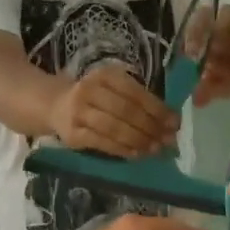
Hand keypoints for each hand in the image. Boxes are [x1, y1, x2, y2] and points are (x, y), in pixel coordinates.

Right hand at [46, 65, 178, 156]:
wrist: (55, 105)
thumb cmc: (95, 98)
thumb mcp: (114, 90)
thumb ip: (140, 102)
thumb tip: (171, 124)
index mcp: (106, 75)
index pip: (136, 93)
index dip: (158, 109)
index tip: (175, 124)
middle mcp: (90, 90)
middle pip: (126, 110)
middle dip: (151, 127)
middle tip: (167, 141)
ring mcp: (79, 112)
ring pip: (115, 128)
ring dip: (139, 140)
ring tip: (155, 149)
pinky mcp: (73, 134)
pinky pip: (102, 143)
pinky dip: (122, 149)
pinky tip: (137, 154)